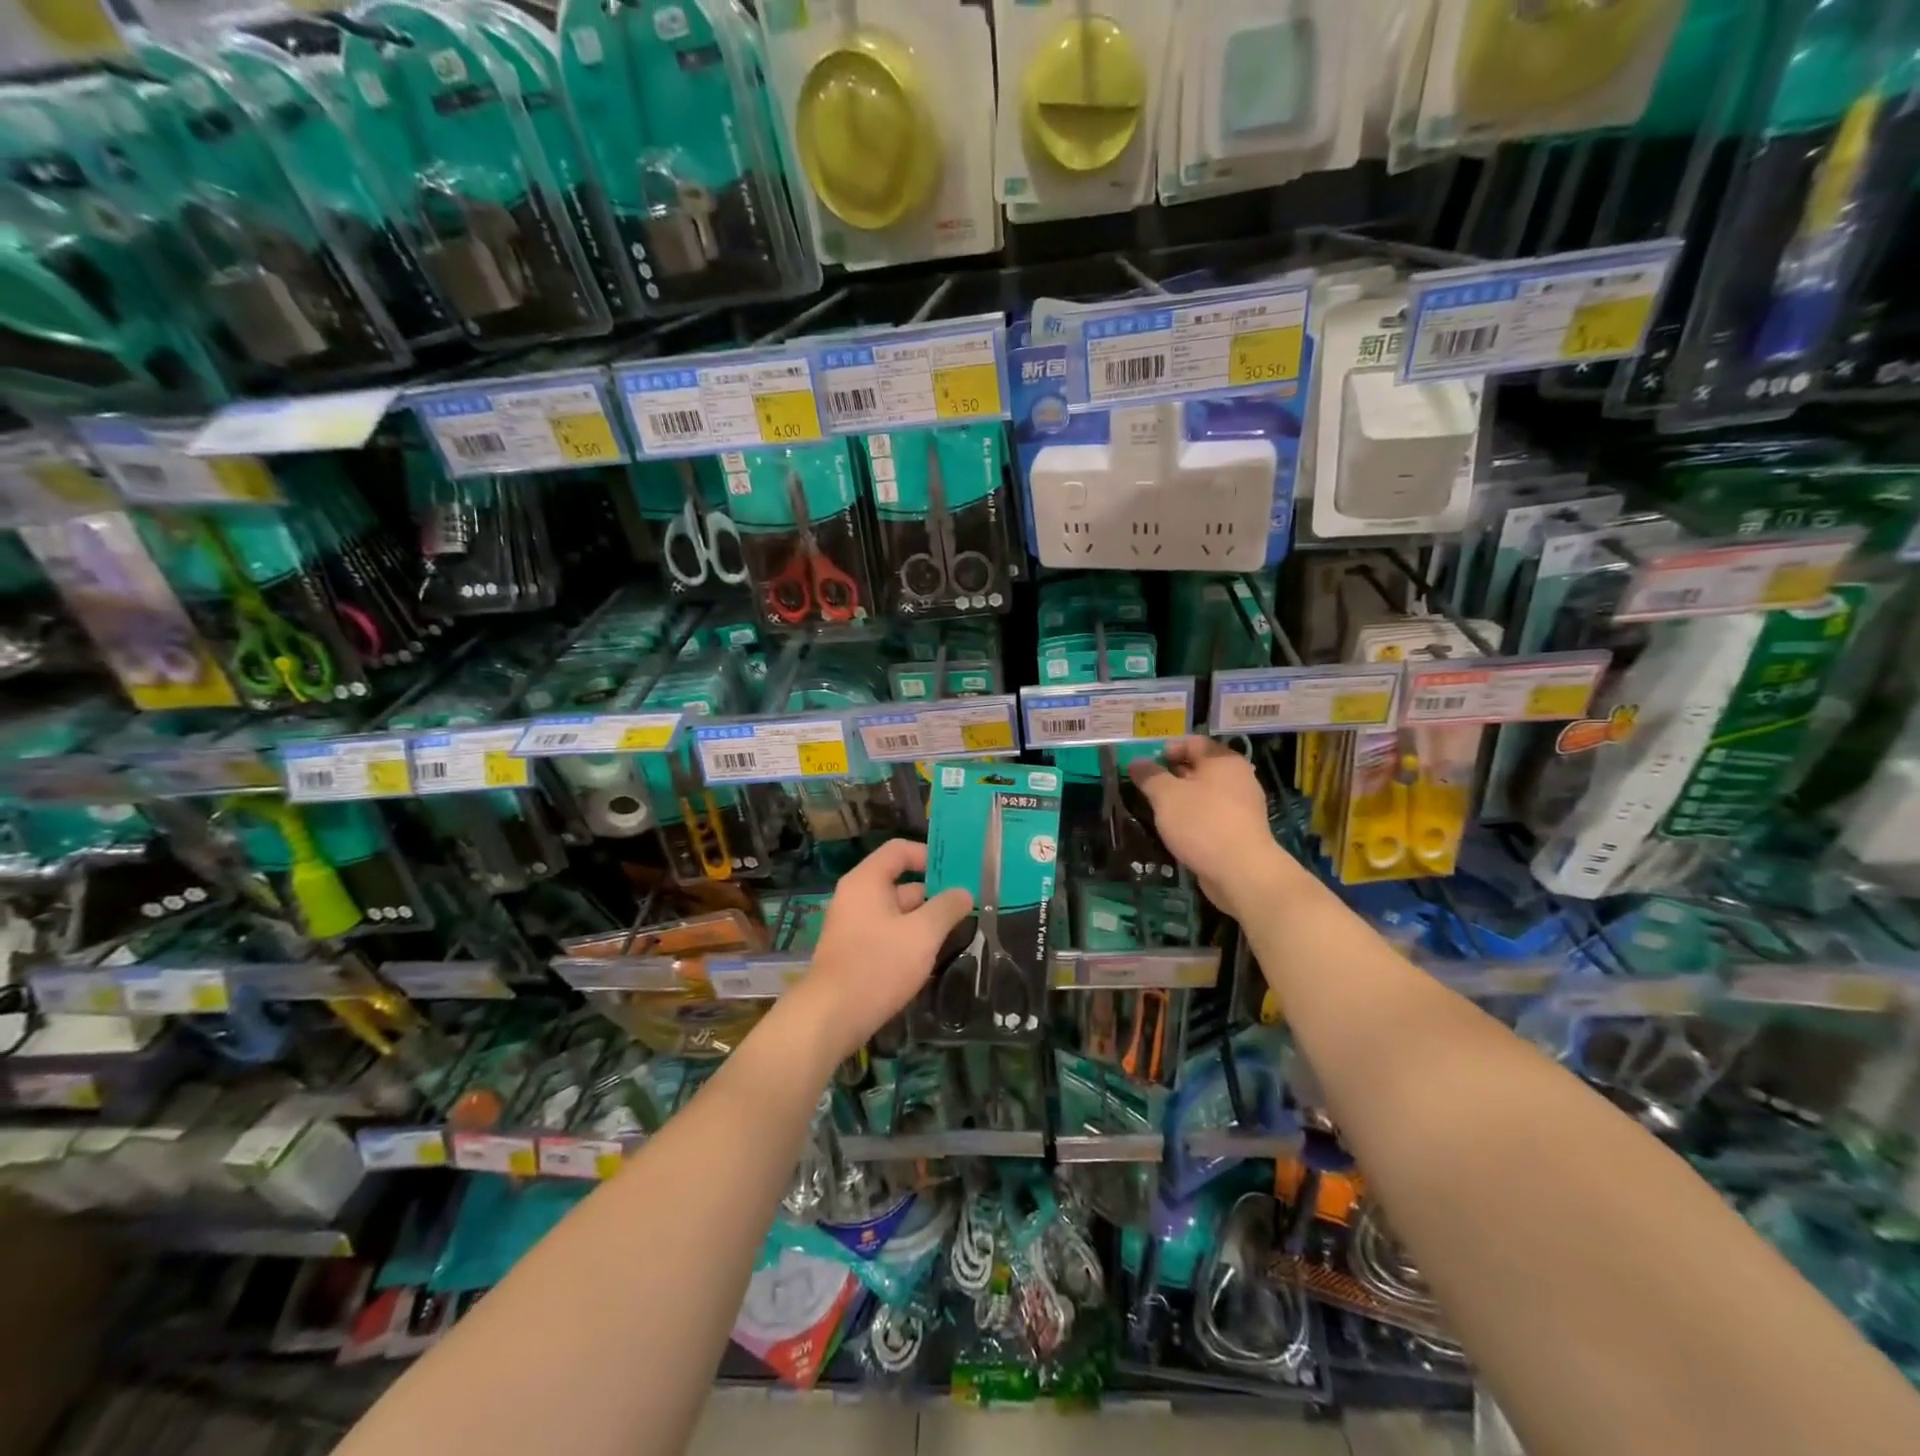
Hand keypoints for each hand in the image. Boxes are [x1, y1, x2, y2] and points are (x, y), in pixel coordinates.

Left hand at [790, 839, 972, 1062]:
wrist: (832, 1016)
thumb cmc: (879, 965)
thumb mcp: (922, 934)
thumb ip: (946, 908)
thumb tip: (963, 892)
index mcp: (867, 881)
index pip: (899, 850)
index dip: (929, 855)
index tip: (957, 872)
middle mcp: (856, 896)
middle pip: (900, 882)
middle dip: (933, 894)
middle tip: (966, 908)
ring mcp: (853, 925)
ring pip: (897, 912)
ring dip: (924, 920)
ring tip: (956, 934)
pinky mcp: (854, 951)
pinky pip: (887, 934)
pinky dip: (908, 939)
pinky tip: (931, 958)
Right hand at [1129, 736, 1291, 918]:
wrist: (1241, 872)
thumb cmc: (1202, 823)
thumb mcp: (1166, 795)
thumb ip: (1149, 775)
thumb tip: (1136, 762)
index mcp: (1223, 760)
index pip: (1192, 742)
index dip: (1166, 749)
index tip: (1145, 766)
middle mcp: (1238, 777)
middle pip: (1199, 767)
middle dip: (1171, 775)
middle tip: (1147, 788)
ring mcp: (1242, 805)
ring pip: (1205, 793)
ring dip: (1181, 799)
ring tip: (1158, 811)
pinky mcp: (1241, 830)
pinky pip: (1212, 814)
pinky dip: (1194, 817)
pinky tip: (1178, 831)